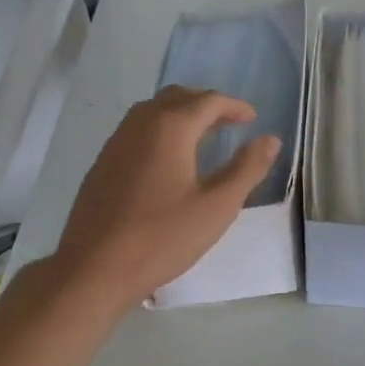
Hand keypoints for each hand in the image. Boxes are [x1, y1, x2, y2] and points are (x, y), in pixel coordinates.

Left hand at [50, 86, 280, 312]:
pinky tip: (168, 159)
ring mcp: (117, 141)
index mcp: (171, 127)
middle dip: (208, 104)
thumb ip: (247, 168)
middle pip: (179, 97)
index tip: (253, 120)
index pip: (209, 101)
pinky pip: (137, 129)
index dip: (235, 107)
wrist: (94, 268)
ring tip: (202, 137)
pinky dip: (160, 129)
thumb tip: (271, 140)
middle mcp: (141, 123)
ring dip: (182, 114)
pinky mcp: (103, 162)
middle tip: (230, 124)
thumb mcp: (217, 206)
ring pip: (154, 110)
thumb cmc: (162, 237)